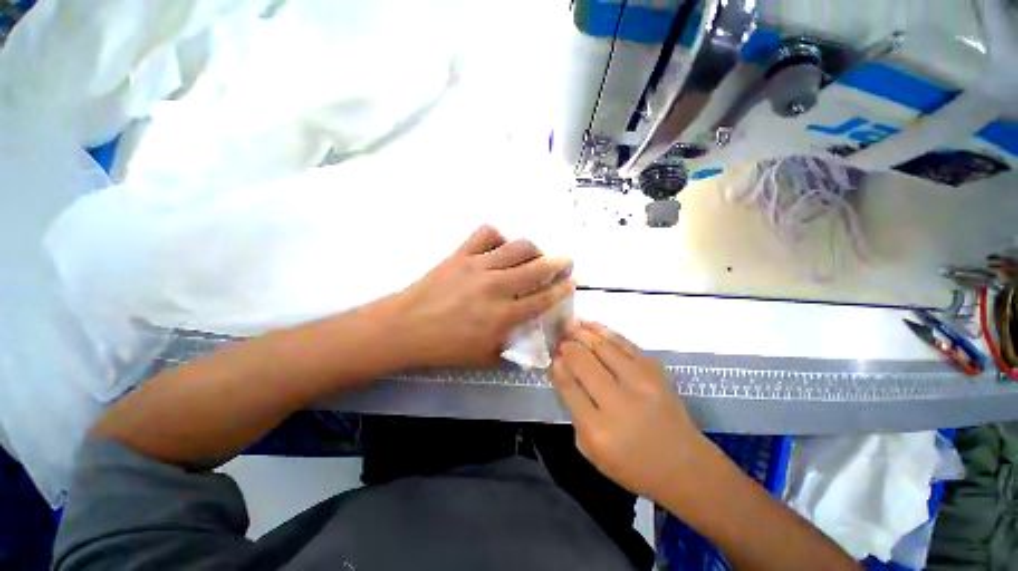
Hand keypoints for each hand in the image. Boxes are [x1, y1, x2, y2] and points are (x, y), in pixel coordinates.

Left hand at [392, 225, 574, 367]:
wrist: (406, 327)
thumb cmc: (445, 347)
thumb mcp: (483, 358)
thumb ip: (510, 352)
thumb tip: (529, 347)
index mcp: (503, 315)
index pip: (543, 298)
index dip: (562, 288)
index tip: (572, 281)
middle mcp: (496, 286)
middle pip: (537, 268)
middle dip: (558, 262)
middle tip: (566, 260)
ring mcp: (478, 266)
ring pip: (517, 247)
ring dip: (533, 248)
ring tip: (536, 253)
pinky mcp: (461, 254)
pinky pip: (485, 234)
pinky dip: (498, 236)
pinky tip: (500, 245)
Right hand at [549, 320, 706, 500]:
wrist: (684, 466)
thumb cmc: (632, 466)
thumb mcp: (591, 451)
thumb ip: (574, 412)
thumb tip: (563, 373)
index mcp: (597, 430)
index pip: (569, 387)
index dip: (558, 367)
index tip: (553, 357)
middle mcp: (618, 403)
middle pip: (584, 363)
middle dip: (567, 347)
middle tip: (558, 339)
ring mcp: (640, 384)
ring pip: (603, 348)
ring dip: (582, 333)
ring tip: (569, 324)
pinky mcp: (655, 373)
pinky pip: (625, 344)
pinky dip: (605, 332)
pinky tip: (591, 325)